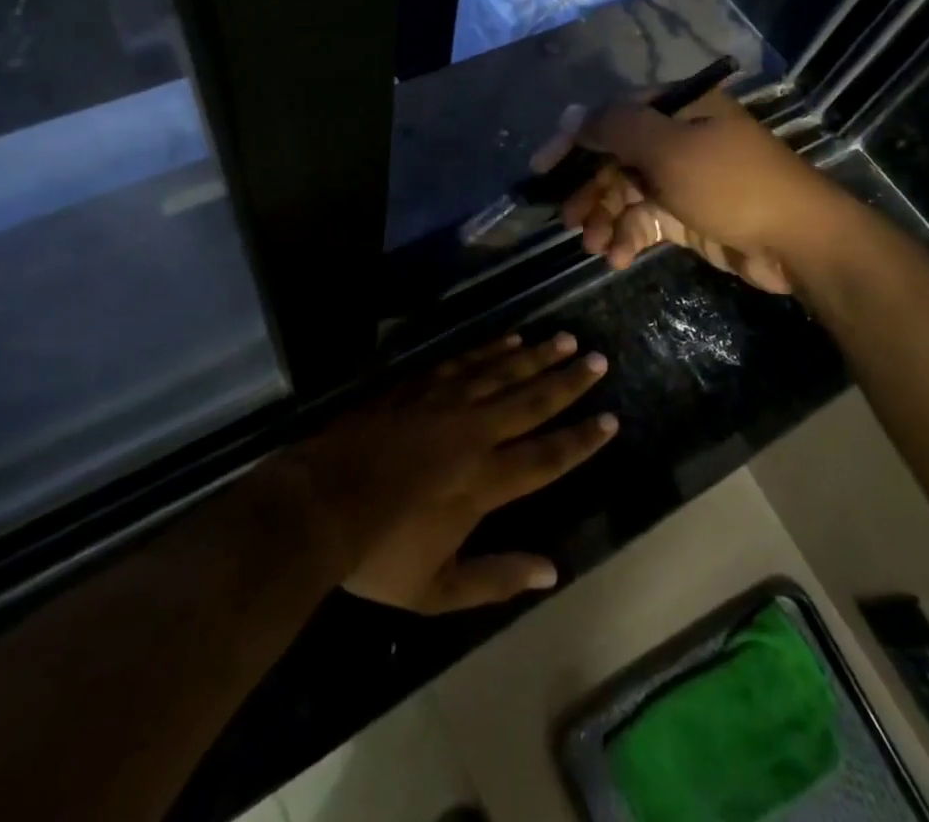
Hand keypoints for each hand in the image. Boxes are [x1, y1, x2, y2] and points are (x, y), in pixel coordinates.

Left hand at [283, 333, 618, 613]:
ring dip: (536, 356)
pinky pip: (464, 361)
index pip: (546, 457)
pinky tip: (509, 339)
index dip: (581, 440)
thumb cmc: (378, 553)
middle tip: (598, 359)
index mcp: (484, 482)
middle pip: (531, 401)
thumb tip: (552, 572)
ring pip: (501, 372)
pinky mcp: (418, 385)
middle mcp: (473, 433)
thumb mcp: (437, 590)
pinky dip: (490, 349)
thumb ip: (497, 579)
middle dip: (568, 381)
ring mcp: (444, 402)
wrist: (319, 503)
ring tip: (564, 339)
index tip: (610, 420)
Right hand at [537, 91, 836, 294]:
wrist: (799, 242)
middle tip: (567, 220)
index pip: (612, 116)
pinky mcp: (688, 214)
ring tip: (592, 246)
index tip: (543, 168)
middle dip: (590, 190)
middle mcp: (678, 138)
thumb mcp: (670, 149)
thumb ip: (616, 128)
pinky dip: (629, 237)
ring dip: (605, 218)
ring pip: (627, 193)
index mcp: (679, 109)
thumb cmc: (732, 184)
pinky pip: (646, 220)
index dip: (574, 140)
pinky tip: (618, 257)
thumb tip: (569, 113)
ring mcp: (683, 178)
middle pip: (616, 158)